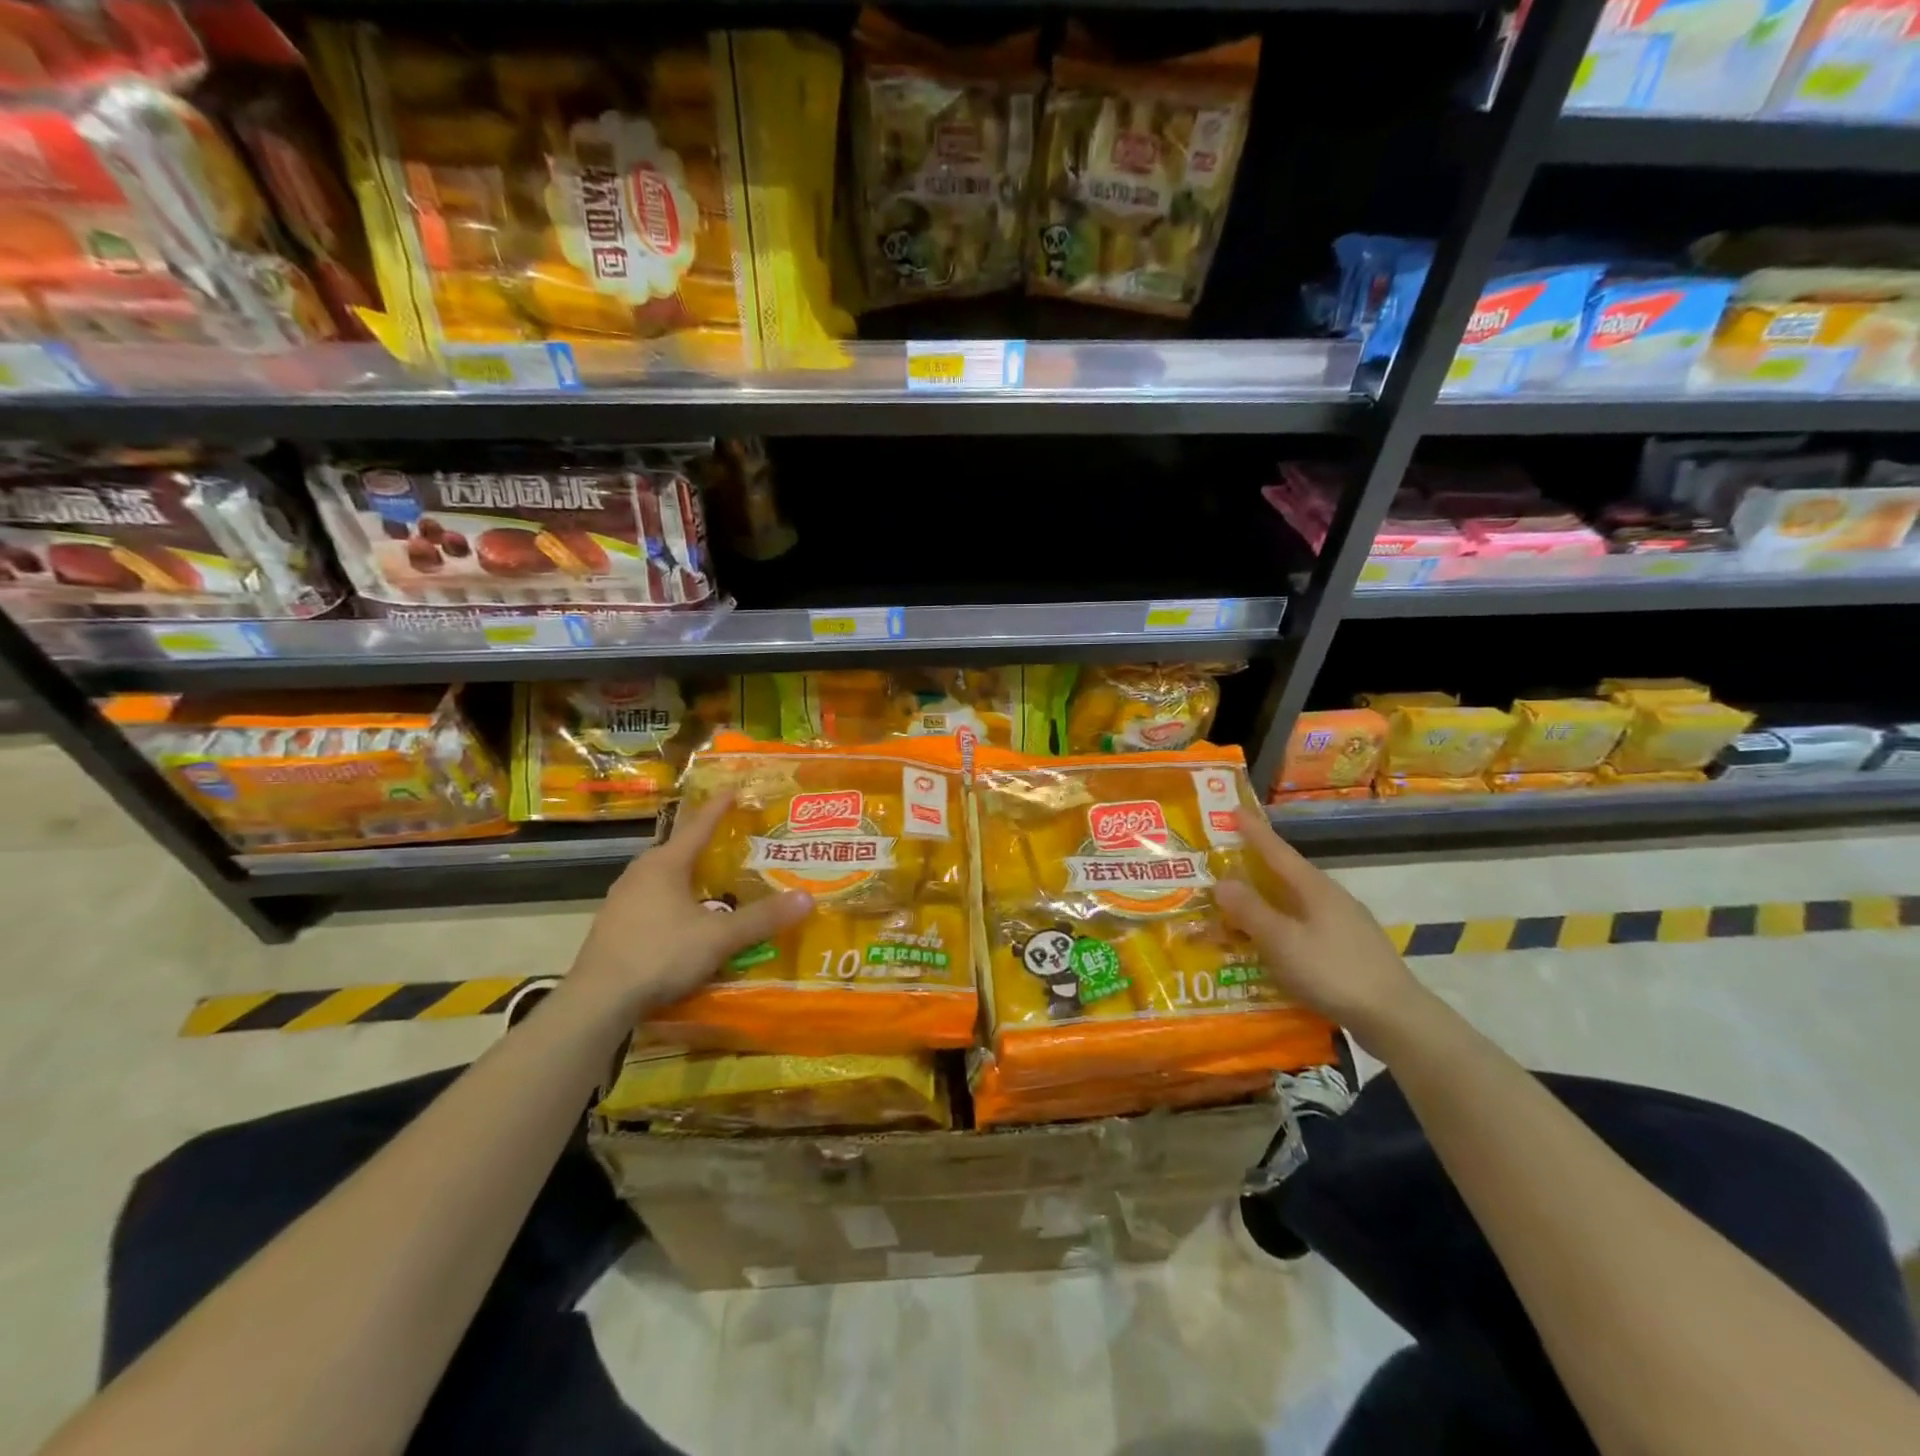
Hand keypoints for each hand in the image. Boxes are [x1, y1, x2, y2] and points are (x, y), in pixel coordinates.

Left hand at [568, 793, 812, 1017]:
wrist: (598, 1000)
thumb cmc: (660, 954)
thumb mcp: (719, 937)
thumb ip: (762, 918)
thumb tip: (808, 898)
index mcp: (665, 864)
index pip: (699, 826)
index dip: (719, 808)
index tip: (733, 789)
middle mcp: (640, 873)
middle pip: (678, 849)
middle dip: (704, 842)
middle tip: (730, 838)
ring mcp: (621, 899)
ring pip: (662, 876)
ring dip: (686, 873)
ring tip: (710, 878)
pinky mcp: (613, 925)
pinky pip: (650, 899)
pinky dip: (672, 898)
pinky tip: (683, 916)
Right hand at [1213, 808, 1427, 1044]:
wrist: (1395, 1017)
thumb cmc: (1334, 972)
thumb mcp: (1283, 942)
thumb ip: (1251, 911)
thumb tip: (1220, 881)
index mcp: (1315, 889)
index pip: (1277, 851)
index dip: (1254, 832)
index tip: (1233, 810)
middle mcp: (1331, 899)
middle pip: (1288, 874)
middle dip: (1257, 865)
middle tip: (1227, 859)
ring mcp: (1344, 924)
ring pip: (1296, 901)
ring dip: (1268, 898)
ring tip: (1242, 902)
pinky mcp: (1348, 949)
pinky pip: (1304, 924)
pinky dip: (1282, 923)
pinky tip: (1273, 941)